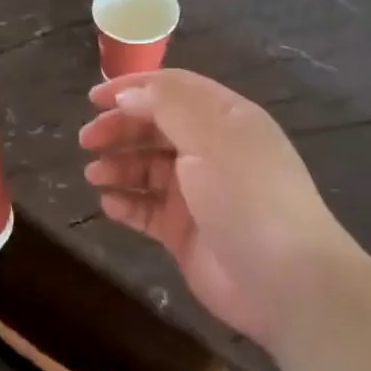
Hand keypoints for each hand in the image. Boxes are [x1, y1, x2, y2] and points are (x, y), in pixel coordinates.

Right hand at [79, 69, 363, 346]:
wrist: (284, 281)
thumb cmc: (247, 197)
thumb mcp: (210, 137)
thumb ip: (167, 106)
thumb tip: (128, 94)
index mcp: (225, 120)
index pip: (173, 90)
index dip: (132, 88)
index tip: (93, 99)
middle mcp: (211, 151)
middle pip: (155, 128)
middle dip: (119, 129)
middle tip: (86, 141)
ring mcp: (198, 193)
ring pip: (147, 169)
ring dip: (118, 167)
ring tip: (94, 176)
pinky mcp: (185, 231)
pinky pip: (147, 209)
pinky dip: (126, 203)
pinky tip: (109, 205)